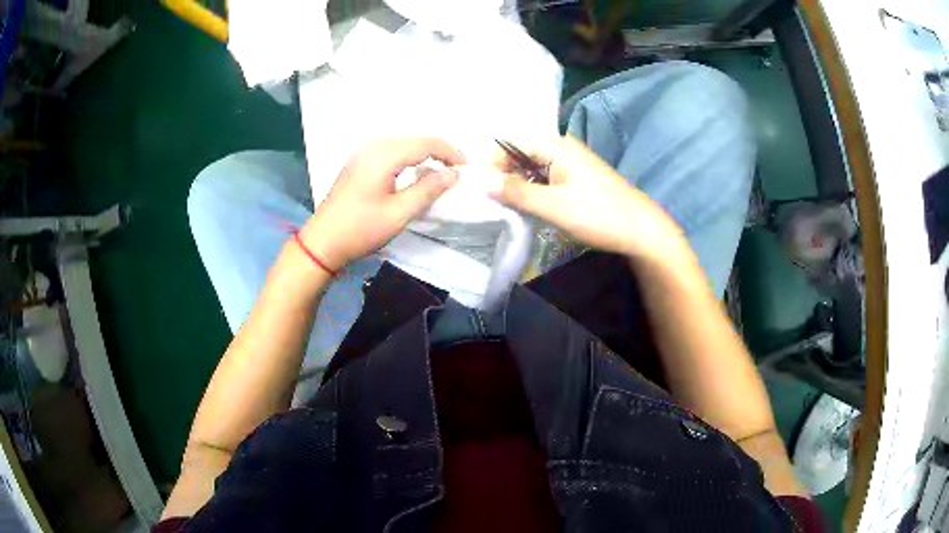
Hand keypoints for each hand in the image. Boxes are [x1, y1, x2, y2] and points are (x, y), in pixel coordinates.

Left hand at [299, 137, 464, 270]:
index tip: (467, 170)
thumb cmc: (360, 229)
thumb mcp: (399, 213)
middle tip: (456, 173)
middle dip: (439, 153)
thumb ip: (428, 190)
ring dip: (424, 156)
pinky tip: (414, 175)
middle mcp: (374, 146)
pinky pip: (391, 152)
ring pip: (404, 145)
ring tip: (440, 174)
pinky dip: (408, 159)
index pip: (427, 143)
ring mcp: (363, 152)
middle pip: (416, 140)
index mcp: (384, 154)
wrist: (322, 242)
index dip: (451, 153)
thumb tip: (453, 173)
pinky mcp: (359, 162)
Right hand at [489, 135, 689, 262]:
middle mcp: (562, 147)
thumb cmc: (598, 214)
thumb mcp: (552, 206)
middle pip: (521, 154)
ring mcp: (571, 163)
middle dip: (503, 174)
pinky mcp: (577, 179)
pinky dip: (533, 190)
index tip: (479, 188)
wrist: (641, 230)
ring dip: (518, 185)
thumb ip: (516, 192)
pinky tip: (529, 208)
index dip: (491, 162)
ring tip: (506, 207)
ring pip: (532, 168)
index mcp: (555, 145)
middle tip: (490, 201)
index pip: (510, 143)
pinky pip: (545, 178)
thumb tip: (482, 183)